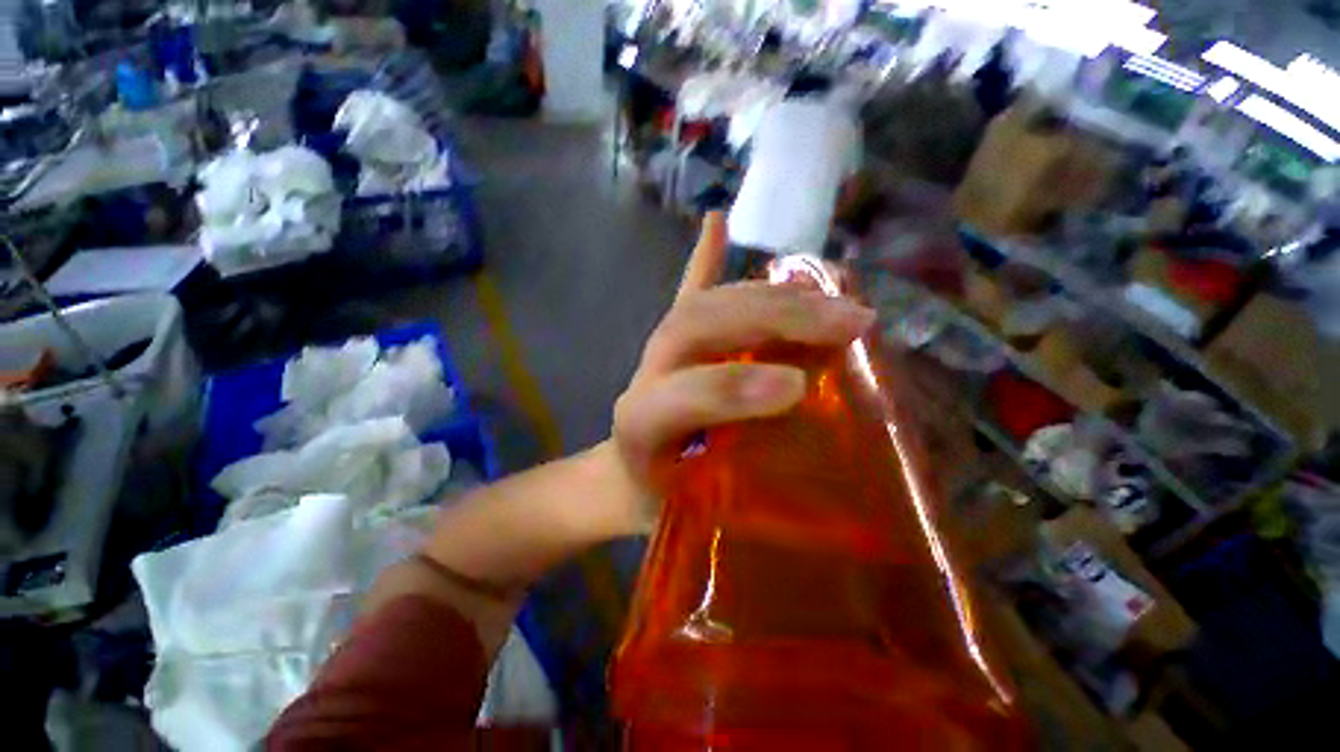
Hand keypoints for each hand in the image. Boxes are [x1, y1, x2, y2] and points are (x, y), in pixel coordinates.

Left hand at [606, 212, 874, 531]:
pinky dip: (705, 258)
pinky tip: (717, 224)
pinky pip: (688, 291)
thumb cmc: (660, 499)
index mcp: (642, 423)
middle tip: (848, 320)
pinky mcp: (671, 336)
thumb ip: (734, 503)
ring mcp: (660, 347)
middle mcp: (648, 372)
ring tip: (832, 296)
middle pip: (699, 324)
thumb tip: (810, 495)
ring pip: (708, 302)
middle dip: (773, 319)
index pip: (684, 393)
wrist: (624, 475)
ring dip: (772, 294)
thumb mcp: (691, 514)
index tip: (799, 386)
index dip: (736, 387)